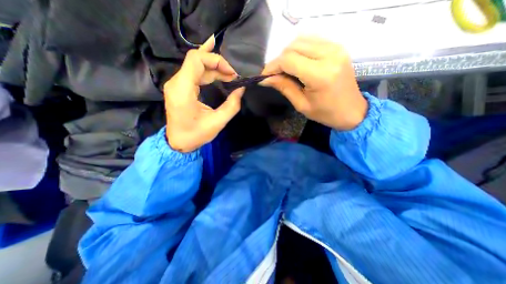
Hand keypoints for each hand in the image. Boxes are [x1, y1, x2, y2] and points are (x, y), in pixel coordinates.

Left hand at [163, 35, 243, 152]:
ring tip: (230, 75)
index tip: (232, 74)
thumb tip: (241, 89)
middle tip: (234, 76)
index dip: (216, 61)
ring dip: (214, 68)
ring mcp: (176, 84)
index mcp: (183, 90)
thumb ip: (232, 105)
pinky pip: (193, 72)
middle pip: (196, 60)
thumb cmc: (196, 135)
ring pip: (196, 66)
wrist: (178, 142)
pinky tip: (212, 56)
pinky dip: (206, 68)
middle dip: (218, 65)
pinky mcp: (180, 87)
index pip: (196, 60)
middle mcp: (176, 82)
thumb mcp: (218, 122)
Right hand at [261, 34, 367, 130]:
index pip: (288, 60)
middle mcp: (329, 55)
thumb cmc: (326, 113)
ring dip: (288, 54)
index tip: (264, 76)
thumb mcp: (301, 105)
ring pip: (301, 40)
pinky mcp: (337, 47)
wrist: (352, 111)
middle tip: (274, 75)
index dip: (272, 67)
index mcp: (320, 75)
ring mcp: (336, 48)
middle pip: (293, 47)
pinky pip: (312, 41)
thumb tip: (266, 79)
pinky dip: (299, 49)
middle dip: (279, 60)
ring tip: (285, 69)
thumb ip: (284, 87)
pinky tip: (297, 63)